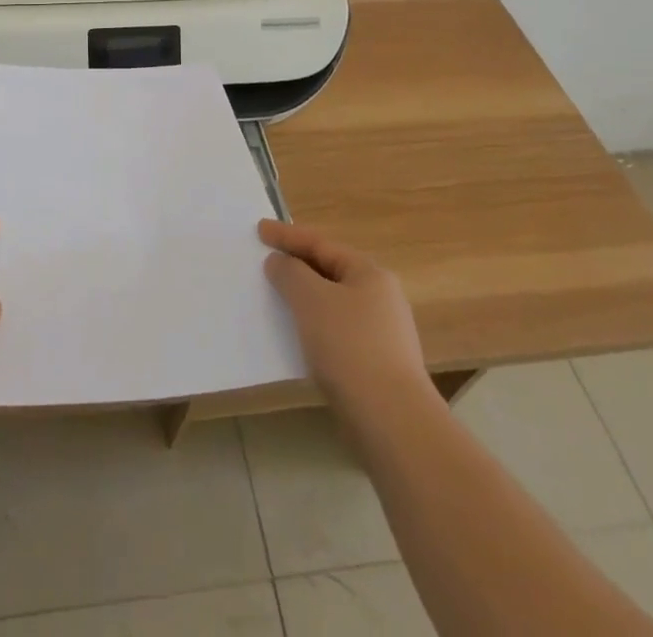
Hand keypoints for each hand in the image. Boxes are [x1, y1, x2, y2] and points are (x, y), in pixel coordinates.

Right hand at [260, 220, 431, 412]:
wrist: (392, 423)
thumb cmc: (350, 348)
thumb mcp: (311, 299)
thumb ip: (290, 273)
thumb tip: (279, 262)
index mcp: (370, 274)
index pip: (321, 244)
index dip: (287, 235)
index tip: (259, 229)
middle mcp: (381, 298)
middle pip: (329, 271)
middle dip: (297, 266)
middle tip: (266, 262)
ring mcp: (382, 334)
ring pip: (332, 304)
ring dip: (303, 299)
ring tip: (275, 299)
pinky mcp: (375, 366)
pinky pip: (335, 332)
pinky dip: (313, 327)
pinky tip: (296, 339)